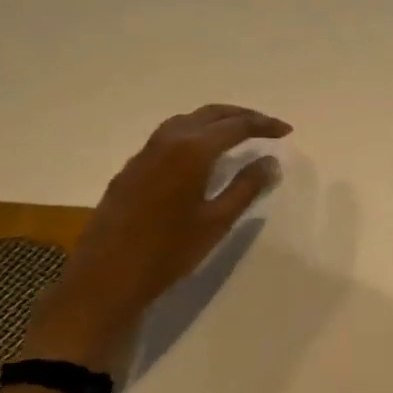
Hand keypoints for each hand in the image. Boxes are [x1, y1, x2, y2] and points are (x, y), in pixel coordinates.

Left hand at [24, 105, 290, 374]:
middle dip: (241, 115)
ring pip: (186, 121)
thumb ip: (246, 187)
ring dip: (215, 121)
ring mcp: (145, 153)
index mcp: (191, 150)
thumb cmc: (168, 252)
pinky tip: (199, 155)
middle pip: (210, 114)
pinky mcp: (131, 168)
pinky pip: (168, 136)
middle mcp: (167, 141)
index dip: (263, 125)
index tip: (286, 131)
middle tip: (266, 126)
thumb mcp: (216, 222)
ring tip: (236, 134)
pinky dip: (193, 133)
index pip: (235, 126)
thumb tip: (270, 161)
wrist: (106, 278)